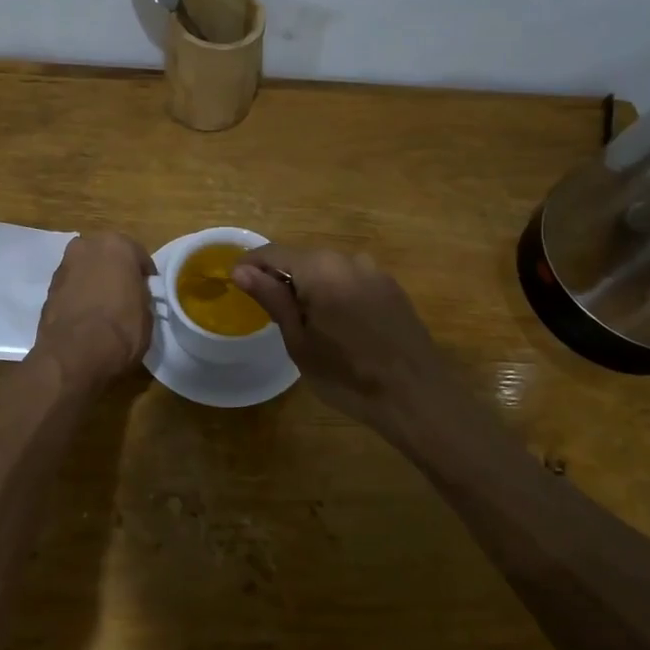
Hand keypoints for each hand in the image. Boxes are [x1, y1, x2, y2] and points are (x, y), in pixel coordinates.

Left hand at [32, 232, 155, 386]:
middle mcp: (87, 246)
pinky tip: (85, 315)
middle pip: (107, 256)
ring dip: (94, 281)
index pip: (138, 255)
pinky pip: (72, 286)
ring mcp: (64, 265)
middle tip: (124, 295)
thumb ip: (141, 294)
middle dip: (115, 271)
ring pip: (86, 269)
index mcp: (117, 245)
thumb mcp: (147, 313)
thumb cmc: (121, 330)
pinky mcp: (48, 287)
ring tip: (102, 307)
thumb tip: (134, 294)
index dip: (145, 276)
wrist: (73, 356)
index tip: (148, 292)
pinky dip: (78, 294)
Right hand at [231, 246, 450, 426]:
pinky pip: (351, 281)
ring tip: (302, 321)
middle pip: (302, 258)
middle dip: (280, 276)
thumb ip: (272, 298)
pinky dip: (335, 293)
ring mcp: (375, 272)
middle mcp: (348, 259)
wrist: (416, 397)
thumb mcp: (299, 341)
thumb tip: (241, 271)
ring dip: (309, 285)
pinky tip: (336, 324)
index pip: (273, 253)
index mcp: (320, 268)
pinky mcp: (392, 289)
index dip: (250, 265)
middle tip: (266, 308)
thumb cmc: (347, 375)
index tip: (234, 283)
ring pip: (328, 270)